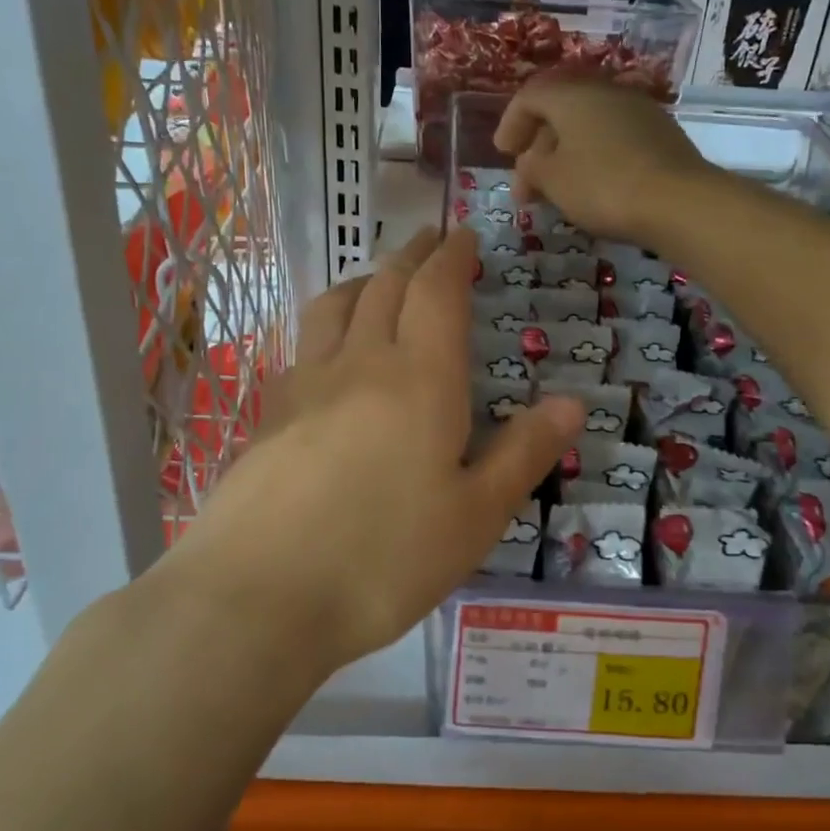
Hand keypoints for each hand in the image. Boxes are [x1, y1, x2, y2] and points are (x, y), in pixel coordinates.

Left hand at [166, 228, 583, 673]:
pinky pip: (304, 345)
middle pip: (386, 286)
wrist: (258, 595)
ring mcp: (306, 385)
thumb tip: (571, 401)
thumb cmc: (384, 558)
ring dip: (365, 279)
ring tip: (380, 278)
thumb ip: (524, 453)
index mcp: (420, 379)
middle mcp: (361, 364)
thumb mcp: (475, 516)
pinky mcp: (270, 415)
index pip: (437, 292)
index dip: (453, 257)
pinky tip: (329, 350)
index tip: (465, 236)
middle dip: (413, 255)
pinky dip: (328, 324)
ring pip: (336, 306)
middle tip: (430, 239)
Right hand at [493, 78, 715, 244]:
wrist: (679, 202)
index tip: (502, 154)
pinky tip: (593, 188)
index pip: (530, 96)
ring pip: (590, 126)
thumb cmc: (603, 186)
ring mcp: (639, 111)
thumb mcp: (553, 180)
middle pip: (561, 110)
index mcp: (573, 95)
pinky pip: (615, 139)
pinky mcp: (661, 135)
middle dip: (538, 146)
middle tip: (527, 184)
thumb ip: (531, 167)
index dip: (510, 123)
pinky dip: (595, 158)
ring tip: (558, 191)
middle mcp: (606, 92)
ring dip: (567, 155)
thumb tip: (530, 162)